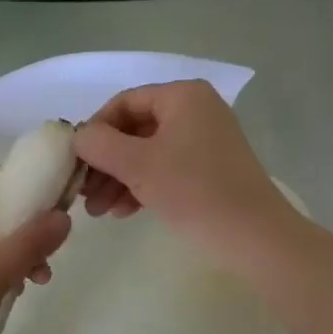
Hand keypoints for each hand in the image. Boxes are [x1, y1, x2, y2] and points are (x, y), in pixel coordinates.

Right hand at [74, 81, 298, 263]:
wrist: (256, 237)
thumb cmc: (194, 191)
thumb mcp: (138, 165)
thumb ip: (99, 144)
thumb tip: (78, 137)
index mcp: (182, 96)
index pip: (123, 103)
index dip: (95, 130)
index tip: (76, 161)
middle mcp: (195, 110)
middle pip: (134, 130)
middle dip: (105, 163)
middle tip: (83, 193)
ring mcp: (204, 140)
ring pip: (147, 153)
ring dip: (118, 179)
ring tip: (98, 211)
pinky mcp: (209, 169)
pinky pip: (165, 168)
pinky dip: (141, 186)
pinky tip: (122, 213)